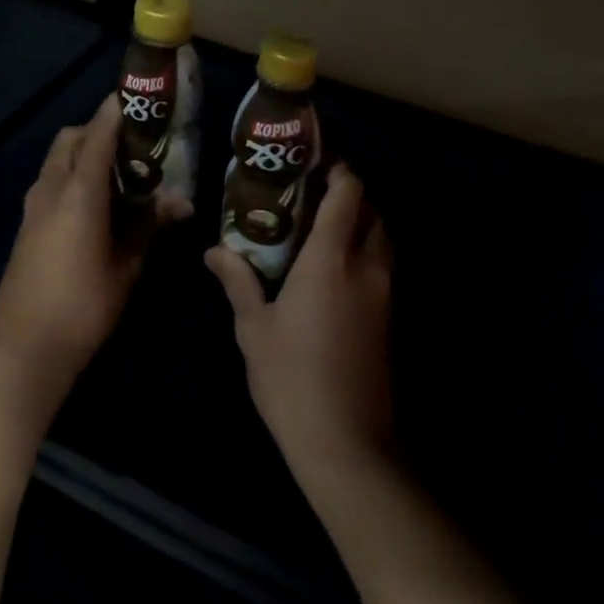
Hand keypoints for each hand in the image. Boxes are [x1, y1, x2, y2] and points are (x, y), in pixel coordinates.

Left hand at [0, 93, 177, 399]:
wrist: (22, 348)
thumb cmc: (82, 307)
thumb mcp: (126, 267)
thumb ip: (150, 226)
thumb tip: (183, 200)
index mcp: (78, 192)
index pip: (97, 134)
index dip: (116, 110)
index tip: (138, 96)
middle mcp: (50, 189)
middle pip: (71, 139)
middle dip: (99, 129)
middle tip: (136, 143)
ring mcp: (33, 206)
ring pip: (58, 159)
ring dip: (85, 152)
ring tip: (122, 171)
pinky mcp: (27, 224)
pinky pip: (51, 181)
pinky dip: (73, 174)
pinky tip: (99, 201)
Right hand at [206, 165, 395, 492]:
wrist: (347, 442)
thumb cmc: (291, 379)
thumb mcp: (254, 329)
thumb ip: (238, 282)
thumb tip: (215, 251)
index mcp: (330, 260)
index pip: (348, 195)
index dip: (340, 170)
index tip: (317, 160)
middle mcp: (365, 268)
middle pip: (374, 211)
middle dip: (352, 194)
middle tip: (315, 193)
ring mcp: (384, 295)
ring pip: (383, 239)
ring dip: (363, 223)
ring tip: (325, 227)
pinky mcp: (389, 319)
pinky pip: (383, 267)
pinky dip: (366, 252)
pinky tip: (336, 270)